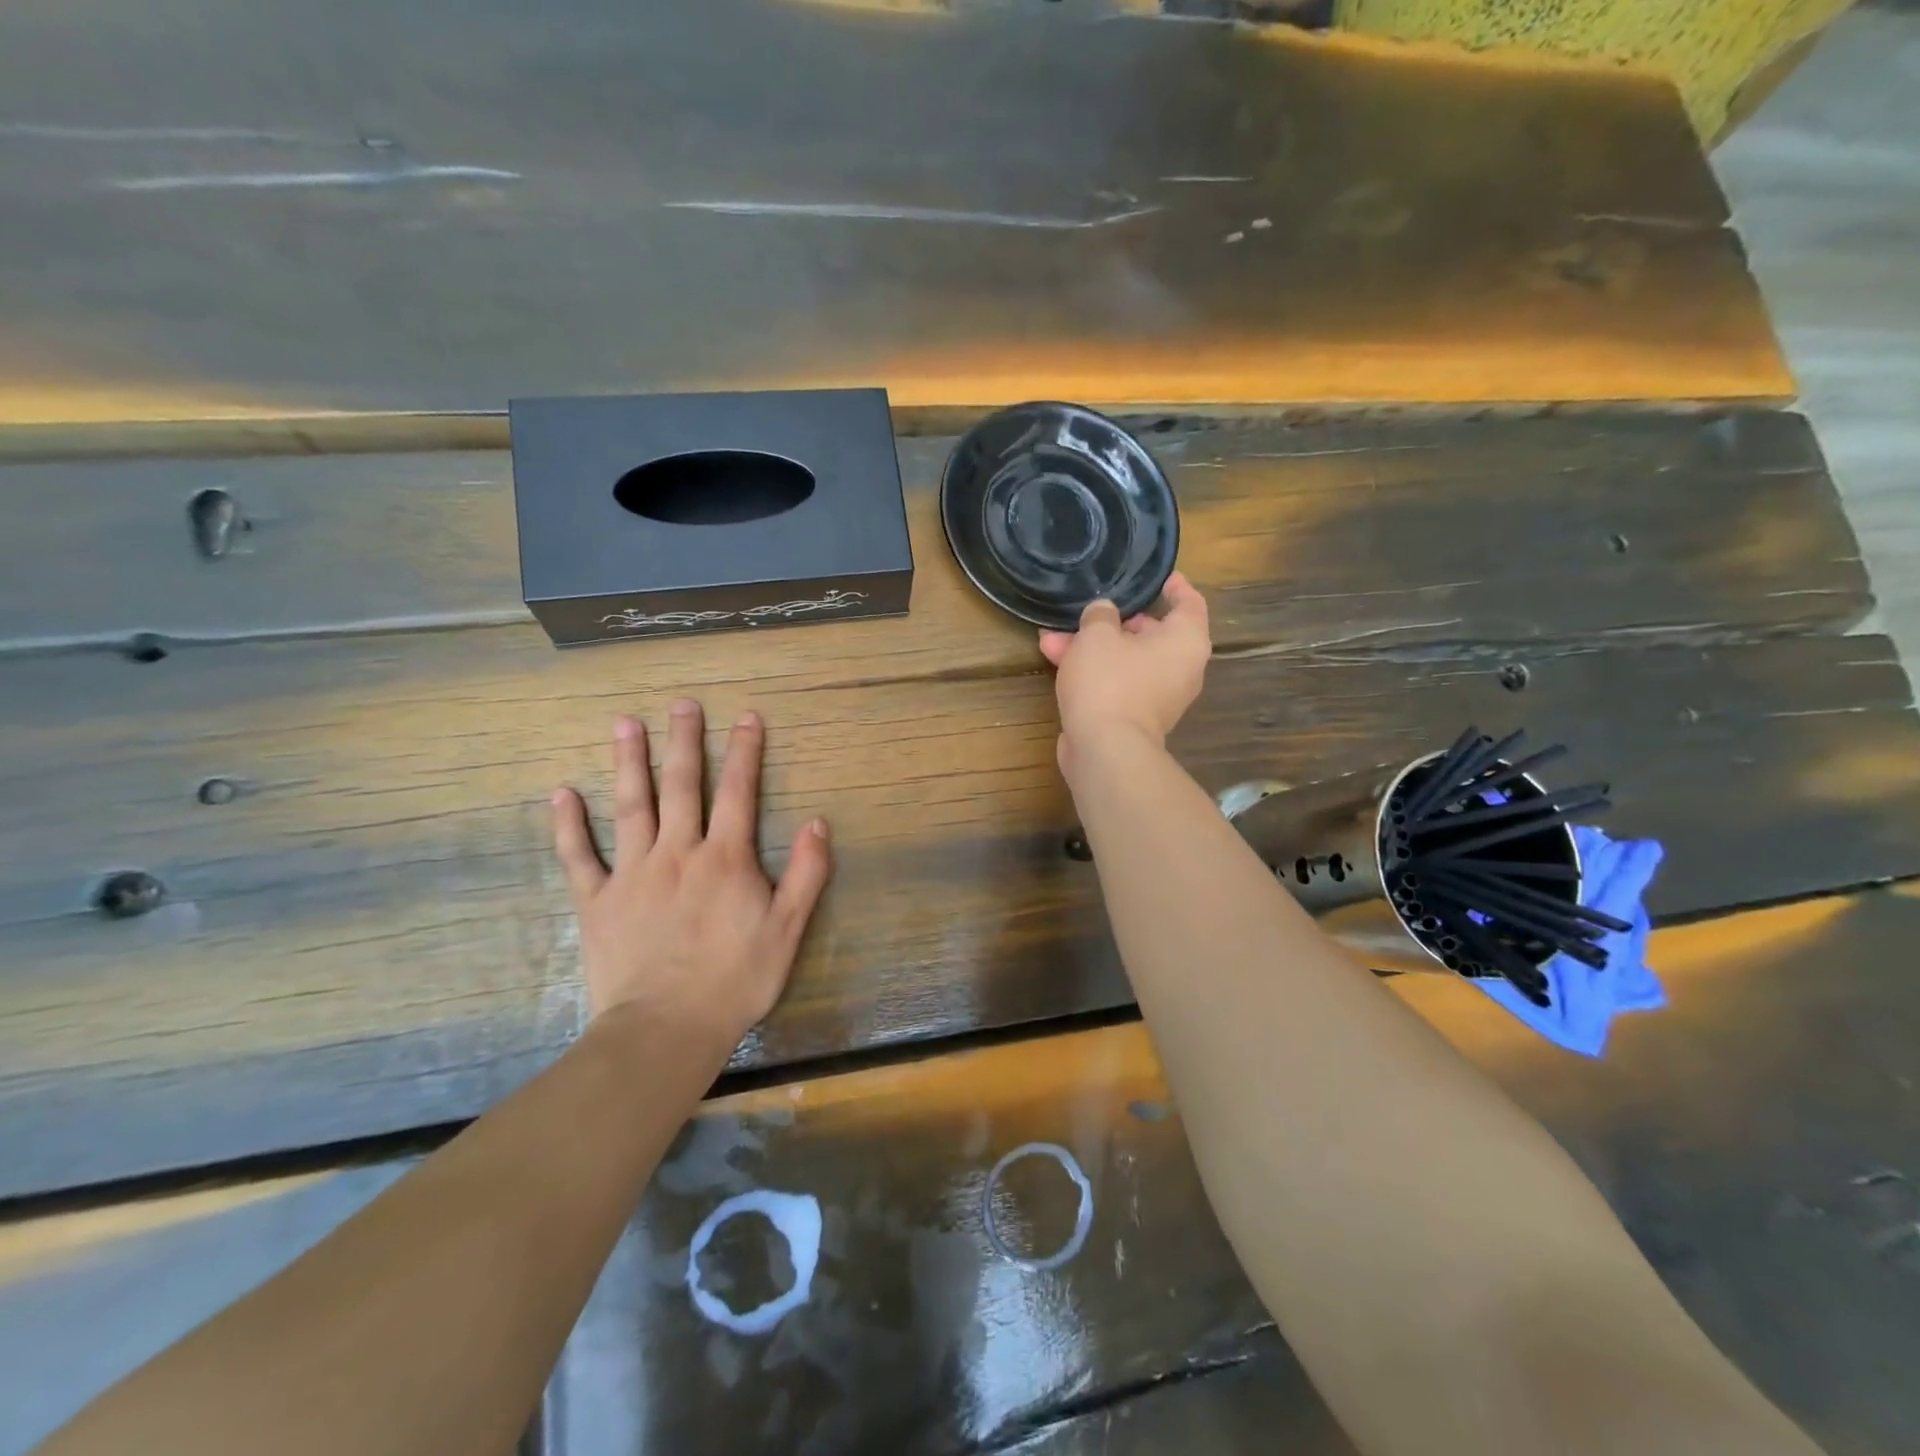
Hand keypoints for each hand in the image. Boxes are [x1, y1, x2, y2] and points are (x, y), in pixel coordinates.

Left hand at [550, 700, 831, 1052]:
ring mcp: (633, 873)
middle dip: (685, 742)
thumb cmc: (735, 981)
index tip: (747, 717)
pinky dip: (569, 825)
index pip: (739, 793)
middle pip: (682, 786)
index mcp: (725, 859)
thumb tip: (818, 822)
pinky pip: (579, 856)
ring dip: (629, 762)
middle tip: (683, 704)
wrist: (665, 1029)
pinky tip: (561, 794)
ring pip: (631, 806)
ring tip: (625, 723)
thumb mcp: (788, 930)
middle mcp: (678, 852)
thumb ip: (806, 874)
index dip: (745, 752)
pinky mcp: (598, 901)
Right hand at [1038, 572, 1210, 773]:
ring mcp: (1157, 696)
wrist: (1104, 750)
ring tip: (1053, 636)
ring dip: (1091, 648)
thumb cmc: (1109, 682)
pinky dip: (1092, 671)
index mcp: (1185, 640)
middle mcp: (1180, 668)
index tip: (1156, 575)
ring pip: (1125, 660)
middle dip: (1113, 621)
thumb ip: (1100, 614)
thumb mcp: (1097, 635)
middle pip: (1151, 633)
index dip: (1173, 585)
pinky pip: (1115, 683)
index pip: (1189, 602)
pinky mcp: (1133, 717)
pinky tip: (1055, 660)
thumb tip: (1102, 613)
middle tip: (1089, 607)